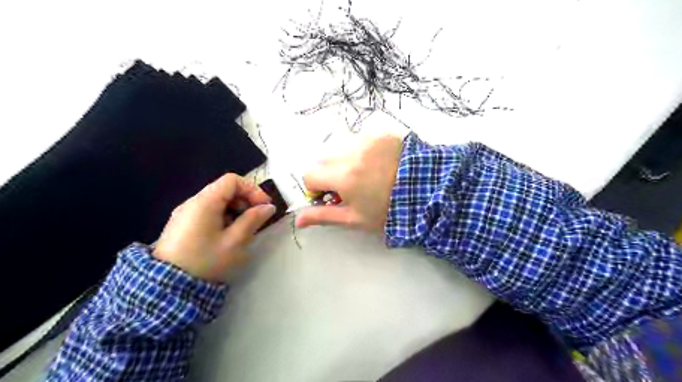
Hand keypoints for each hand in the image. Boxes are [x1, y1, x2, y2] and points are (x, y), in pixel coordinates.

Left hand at [153, 173, 275, 280]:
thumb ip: (253, 220)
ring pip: (216, 201)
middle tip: (256, 218)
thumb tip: (268, 207)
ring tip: (243, 229)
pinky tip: (226, 235)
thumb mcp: (235, 241)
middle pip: (224, 189)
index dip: (252, 189)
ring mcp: (185, 213)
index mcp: (205, 202)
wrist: (168, 286)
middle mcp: (193, 202)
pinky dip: (222, 216)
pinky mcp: (182, 224)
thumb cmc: (206, 261)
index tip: (264, 206)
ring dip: (235, 209)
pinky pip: (207, 211)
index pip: (232, 180)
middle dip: (245, 200)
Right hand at [297, 132, 400, 231]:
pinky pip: (360, 136)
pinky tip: (378, 160)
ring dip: (344, 158)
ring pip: (339, 146)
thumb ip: (323, 216)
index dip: (316, 187)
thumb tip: (297, 219)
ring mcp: (367, 137)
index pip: (309, 174)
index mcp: (343, 176)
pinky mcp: (381, 130)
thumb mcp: (355, 218)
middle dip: (329, 172)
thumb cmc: (388, 210)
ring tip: (366, 171)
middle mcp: (351, 151)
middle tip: (349, 184)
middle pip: (323, 158)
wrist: (427, 191)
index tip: (330, 195)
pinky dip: (362, 148)